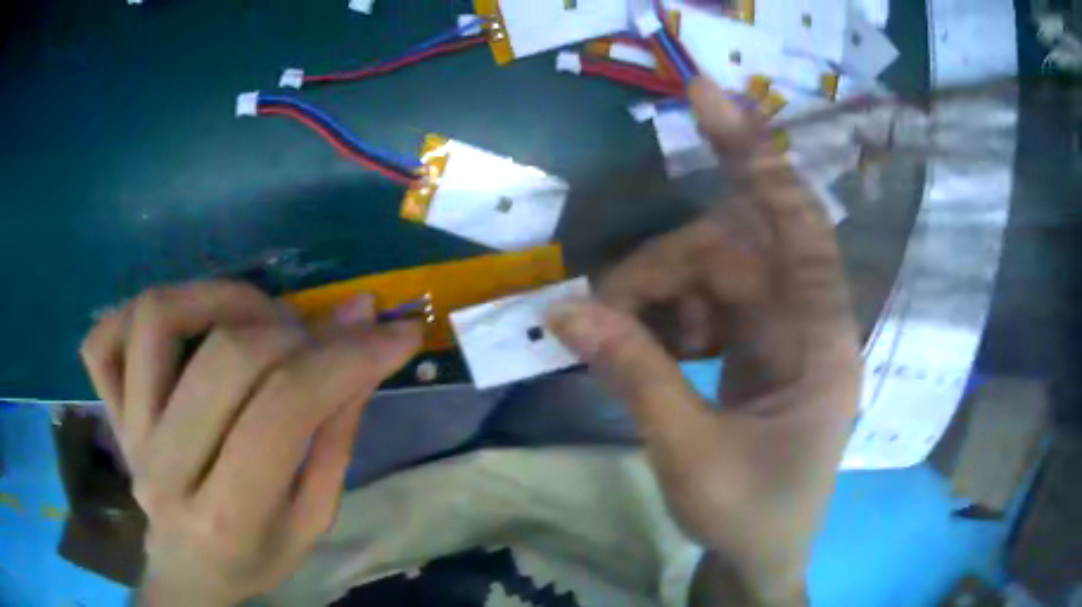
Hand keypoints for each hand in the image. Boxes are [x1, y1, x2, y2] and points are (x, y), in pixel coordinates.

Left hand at [80, 281, 419, 604]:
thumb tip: (365, 338)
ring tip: (256, 315)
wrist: (189, 569)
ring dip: (220, 295)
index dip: (346, 359)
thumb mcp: (313, 517)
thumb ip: (335, 431)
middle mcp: (166, 469)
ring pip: (158, 319)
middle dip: (289, 330)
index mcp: (228, 518)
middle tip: (316, 336)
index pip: (285, 411)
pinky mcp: (109, 410)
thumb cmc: (257, 555)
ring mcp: (129, 432)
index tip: (393, 332)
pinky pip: (102, 339)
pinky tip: (177, 325)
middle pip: (225, 356)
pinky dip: (136, 313)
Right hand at [547, 78, 859, 605]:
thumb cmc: (747, 517)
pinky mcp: (755, 351)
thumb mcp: (689, 453)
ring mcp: (781, 336)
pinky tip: (644, 351)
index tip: (706, 98)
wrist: (760, 559)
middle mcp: (807, 325)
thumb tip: (563, 313)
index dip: (756, 157)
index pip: (799, 228)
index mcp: (821, 346)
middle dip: (661, 271)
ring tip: (617, 344)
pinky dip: (666, 320)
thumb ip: (634, 375)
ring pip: (712, 276)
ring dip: (657, 298)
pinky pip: (706, 307)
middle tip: (599, 310)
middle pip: (732, 252)